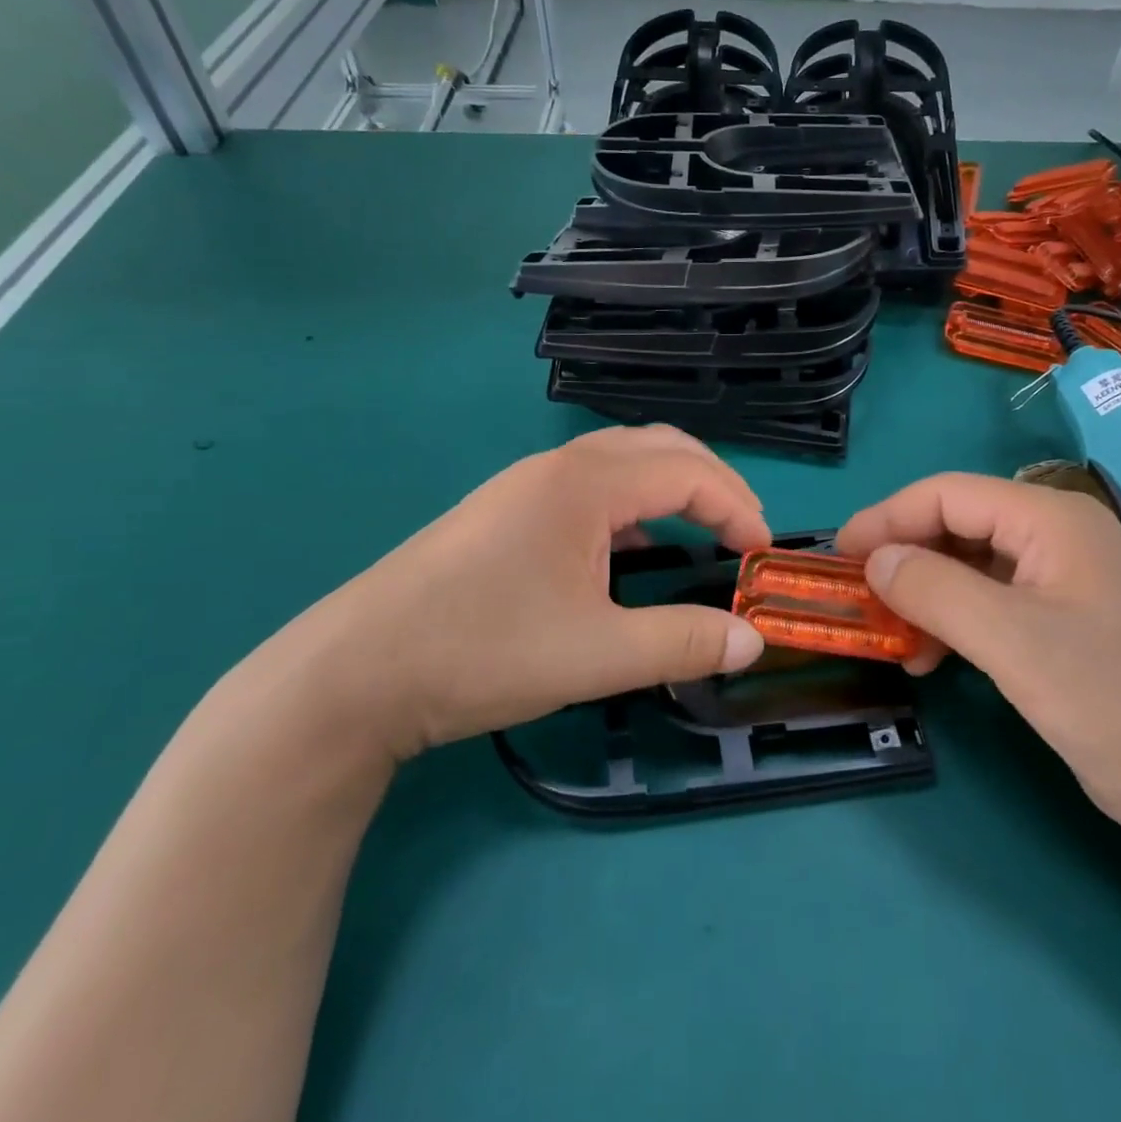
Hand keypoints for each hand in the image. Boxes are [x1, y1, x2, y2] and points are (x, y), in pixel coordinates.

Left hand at [253, 426, 770, 759]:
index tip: (764, 556)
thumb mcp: (596, 654)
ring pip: (623, 462)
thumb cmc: (482, 651)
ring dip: (673, 487)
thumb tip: (753, 641)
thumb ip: (683, 643)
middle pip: (660, 448)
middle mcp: (558, 467)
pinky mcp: (506, 511)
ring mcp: (526, 485)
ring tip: (702, 531)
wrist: (356, 672)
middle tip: (744, 533)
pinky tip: (632, 547)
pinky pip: (591, 486)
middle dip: (714, 483)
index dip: (738, 507)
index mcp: (586, 483)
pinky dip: (634, 503)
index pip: (689, 472)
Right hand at [837, 474, 1120, 840]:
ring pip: (974, 566)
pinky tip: (935, 657)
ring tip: (894, 637)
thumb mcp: (1014, 644)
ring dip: (927, 593)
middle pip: (960, 524)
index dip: (886, 517)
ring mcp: (1070, 579)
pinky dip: (957, 620)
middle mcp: (1062, 536)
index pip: (948, 493)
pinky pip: (996, 601)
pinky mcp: (1072, 620)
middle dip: (905, 556)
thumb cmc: (1117, 706)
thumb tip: (874, 560)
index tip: (838, 554)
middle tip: (859, 596)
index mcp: (1054, 520)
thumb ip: (935, 590)